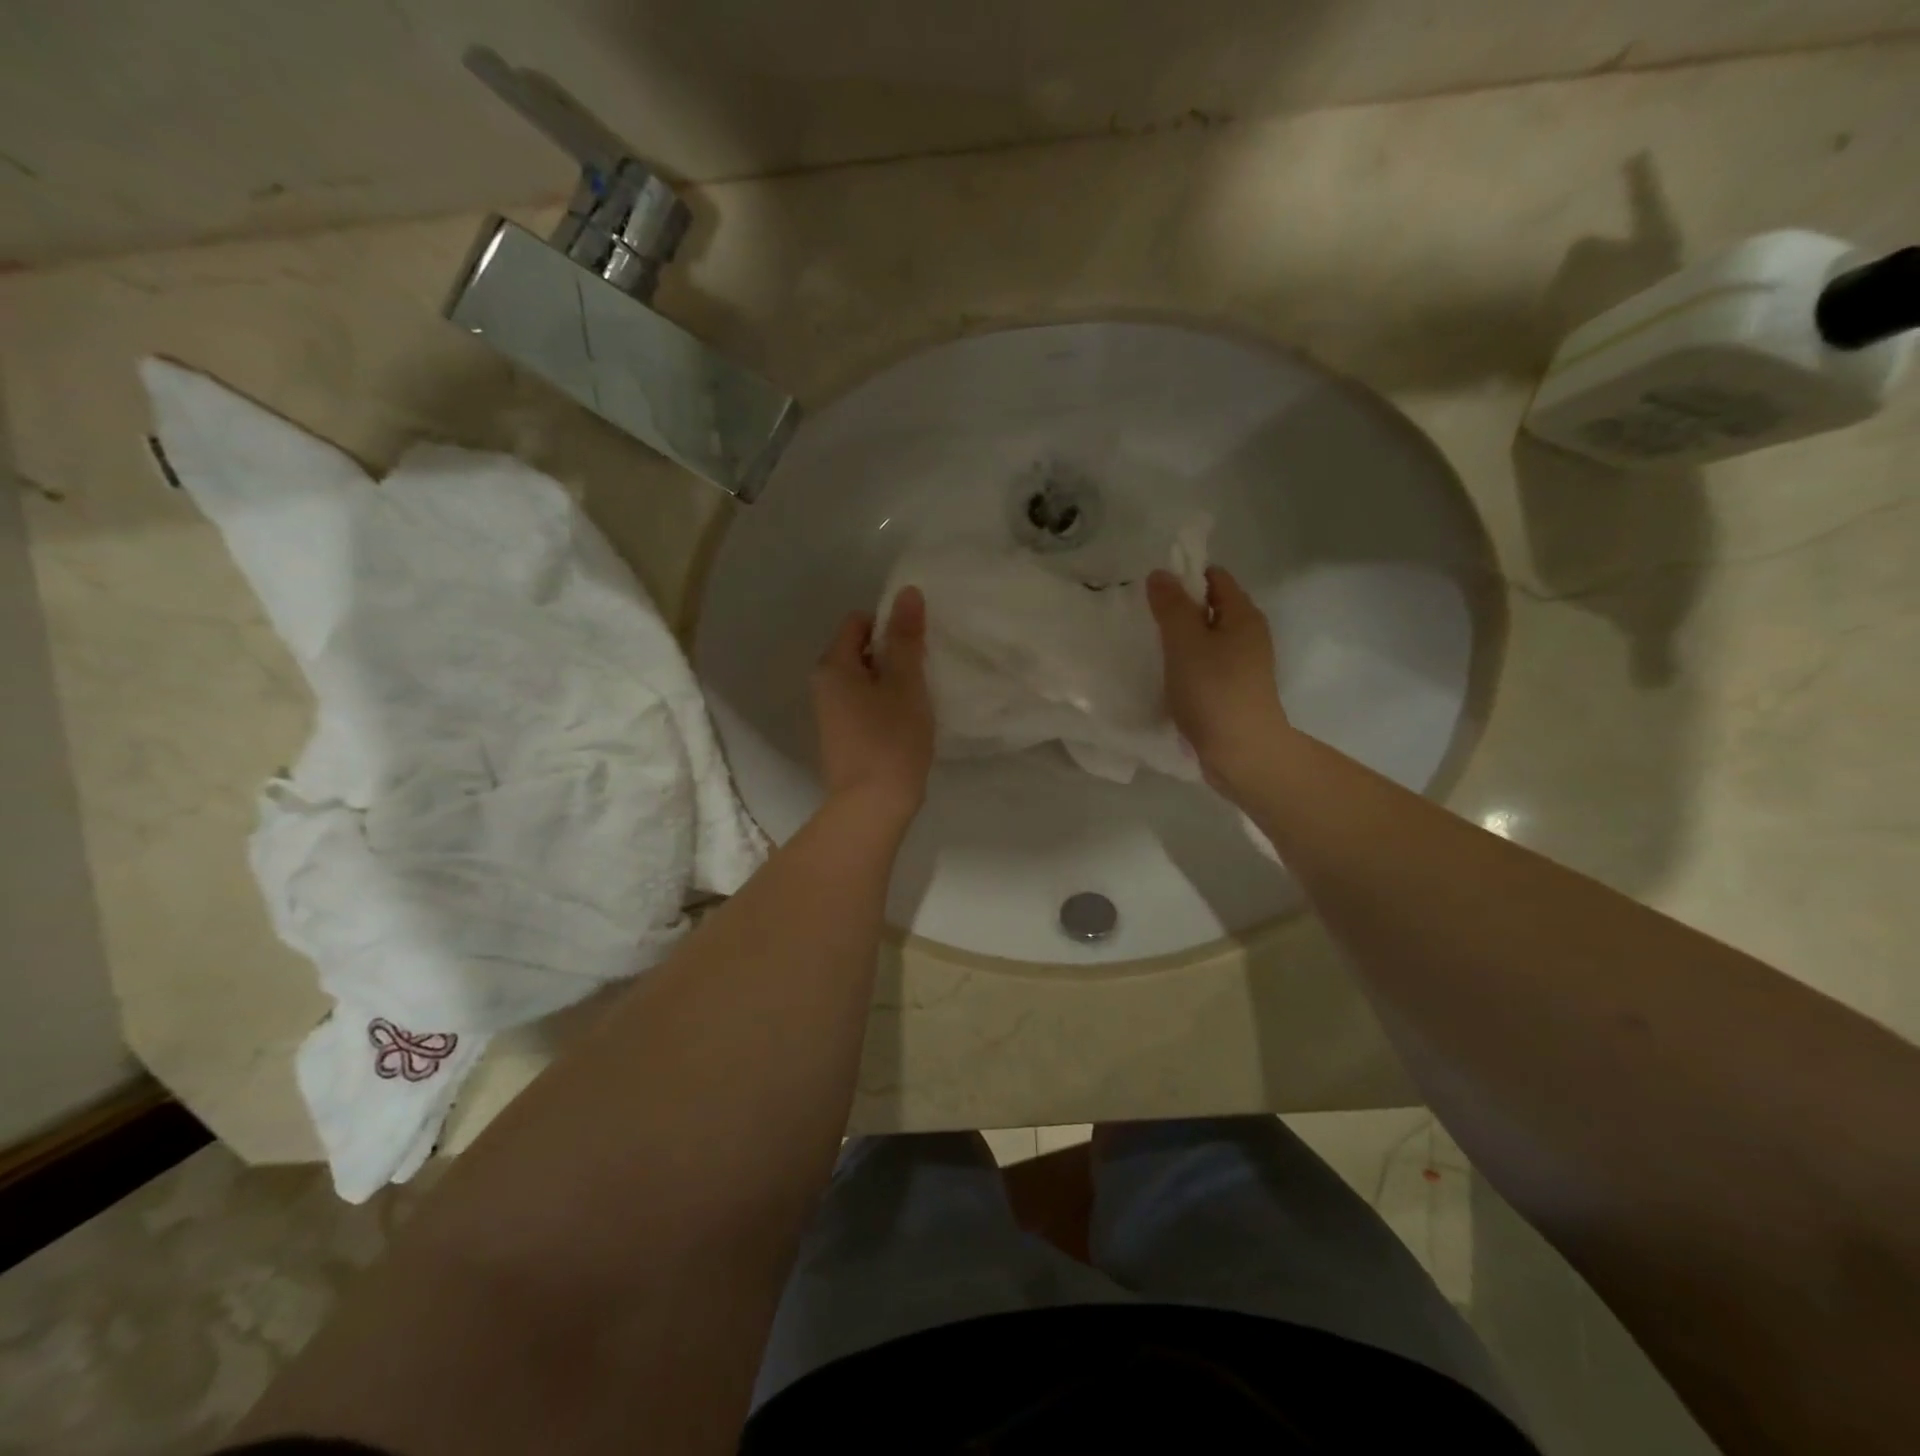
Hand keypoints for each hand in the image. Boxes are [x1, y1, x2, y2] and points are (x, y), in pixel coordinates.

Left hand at [811, 586, 935, 826]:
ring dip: (889, 682)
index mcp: (833, 666)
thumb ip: (906, 637)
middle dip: (891, 654)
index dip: (888, 625)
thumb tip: (906, 592)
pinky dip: (882, 705)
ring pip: (862, 681)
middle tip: (923, 670)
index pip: (857, 623)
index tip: (916, 644)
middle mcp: (823, 685)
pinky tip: (905, 722)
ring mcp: (829, 714)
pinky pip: (862, 705)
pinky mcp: (840, 738)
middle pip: (858, 651)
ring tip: (918, 697)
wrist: (872, 806)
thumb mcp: (906, 683)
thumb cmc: (891, 739)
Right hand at [1147, 565, 1293, 796]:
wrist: (1242, 752)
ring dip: (1182, 642)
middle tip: (1145, 620)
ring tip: (1151, 649)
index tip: (1152, 591)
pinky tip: (1168, 679)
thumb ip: (1171, 606)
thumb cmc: (1213, 691)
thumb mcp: (1184, 642)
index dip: (1185, 577)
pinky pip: (1208, 666)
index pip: (1216, 578)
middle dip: (1180, 610)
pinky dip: (1188, 666)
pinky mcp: (1234, 692)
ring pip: (1208, 640)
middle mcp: (1249, 635)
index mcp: (1243, 615)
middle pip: (1212, 609)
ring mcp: (1244, 666)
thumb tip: (1160, 574)